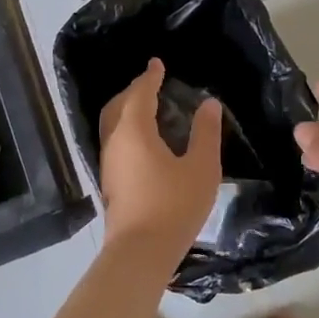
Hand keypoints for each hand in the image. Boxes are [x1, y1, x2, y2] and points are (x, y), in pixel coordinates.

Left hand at [97, 59, 223, 272]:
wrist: (139, 253)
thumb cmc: (173, 206)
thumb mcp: (201, 168)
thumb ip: (205, 133)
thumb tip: (209, 104)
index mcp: (135, 131)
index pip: (140, 93)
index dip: (150, 77)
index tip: (157, 64)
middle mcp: (115, 141)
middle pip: (119, 105)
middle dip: (134, 90)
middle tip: (152, 82)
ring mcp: (109, 163)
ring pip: (113, 124)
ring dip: (128, 109)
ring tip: (148, 106)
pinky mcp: (110, 181)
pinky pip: (115, 140)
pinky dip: (127, 127)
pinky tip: (143, 139)